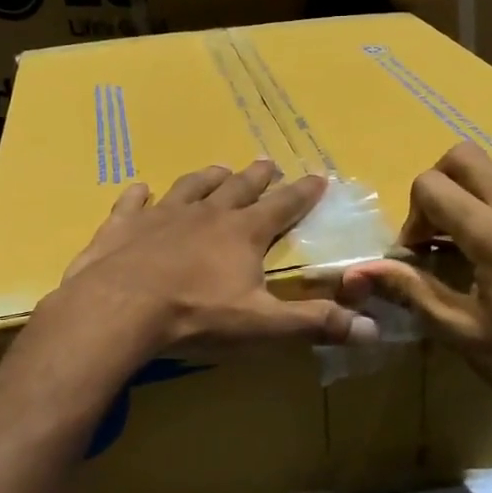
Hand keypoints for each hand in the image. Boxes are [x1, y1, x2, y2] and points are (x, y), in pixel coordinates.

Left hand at [49, 160, 378, 357]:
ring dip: (207, 177)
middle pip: (238, 187)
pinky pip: (133, 202)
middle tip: (268, 163)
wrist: (119, 309)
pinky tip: (140, 189)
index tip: (318, 176)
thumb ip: (315, 324)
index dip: (303, 193)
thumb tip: (373, 329)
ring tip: (218, 169)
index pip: (283, 206)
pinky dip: (139, 195)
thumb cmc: (197, 316)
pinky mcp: (122, 225)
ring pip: (190, 187)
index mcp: (243, 233)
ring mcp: (161, 215)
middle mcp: (206, 213)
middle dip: (258, 176)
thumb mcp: (263, 325)